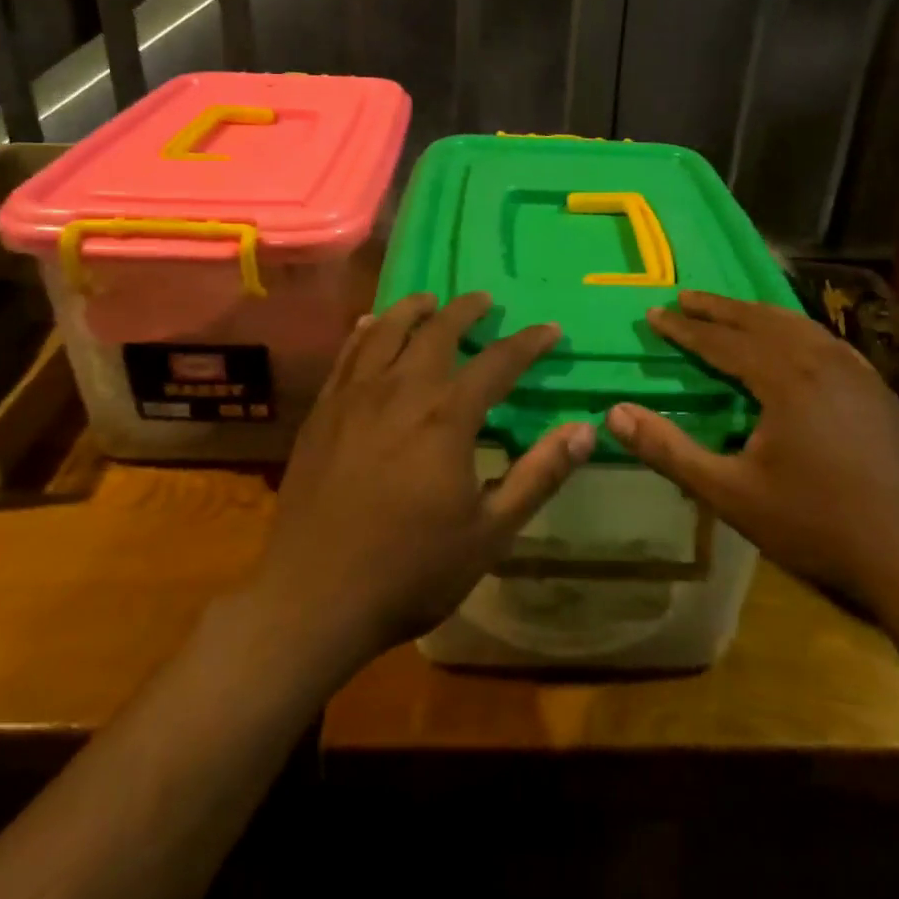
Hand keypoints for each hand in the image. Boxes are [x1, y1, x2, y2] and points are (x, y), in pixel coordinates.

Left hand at [253, 291, 594, 660]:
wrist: (313, 597)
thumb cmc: (410, 569)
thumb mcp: (490, 533)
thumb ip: (538, 476)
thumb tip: (584, 431)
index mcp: (446, 417)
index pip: (498, 363)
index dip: (528, 343)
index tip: (550, 329)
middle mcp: (401, 391)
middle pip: (437, 332)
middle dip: (466, 310)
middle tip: (484, 300)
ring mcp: (355, 397)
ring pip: (386, 330)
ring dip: (413, 309)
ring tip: (430, 301)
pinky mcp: (323, 411)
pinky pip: (347, 355)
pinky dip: (365, 331)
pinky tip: (369, 325)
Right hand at [607, 291, 898, 613]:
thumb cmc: (817, 525)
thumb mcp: (731, 494)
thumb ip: (670, 451)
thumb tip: (614, 414)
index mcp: (785, 377)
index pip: (722, 340)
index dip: (684, 328)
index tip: (653, 314)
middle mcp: (821, 359)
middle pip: (759, 320)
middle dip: (717, 307)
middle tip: (684, 297)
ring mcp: (855, 371)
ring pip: (795, 324)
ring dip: (755, 313)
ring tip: (728, 310)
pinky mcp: (876, 388)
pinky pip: (824, 339)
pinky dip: (792, 328)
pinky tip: (791, 341)